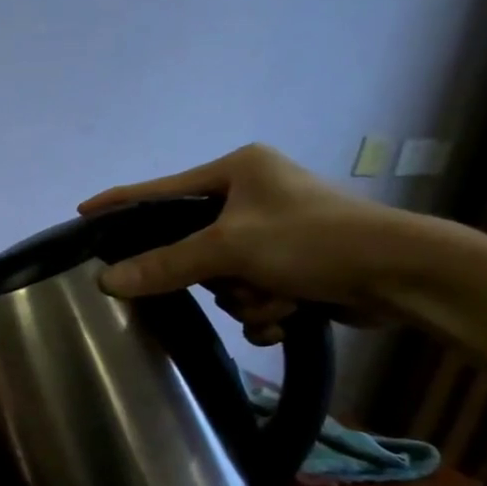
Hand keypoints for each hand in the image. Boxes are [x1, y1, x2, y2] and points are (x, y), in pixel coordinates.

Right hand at [79, 144, 406, 344]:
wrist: (404, 277)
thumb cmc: (313, 241)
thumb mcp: (230, 248)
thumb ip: (165, 264)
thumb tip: (106, 280)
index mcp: (237, 171)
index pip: (161, 189)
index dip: (121, 203)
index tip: (82, 212)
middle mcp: (253, 196)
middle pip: (192, 246)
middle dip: (215, 276)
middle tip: (231, 280)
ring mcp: (274, 232)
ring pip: (222, 279)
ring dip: (246, 299)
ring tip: (278, 299)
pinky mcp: (293, 266)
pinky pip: (249, 294)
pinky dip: (265, 311)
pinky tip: (289, 315)